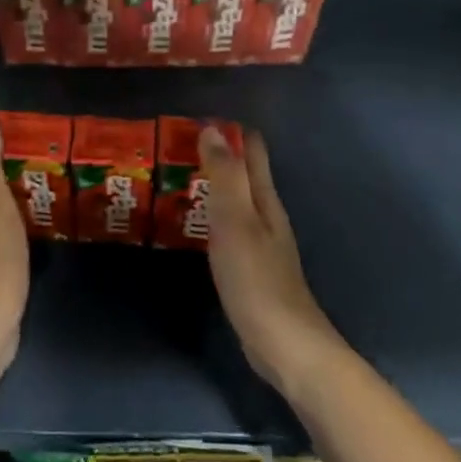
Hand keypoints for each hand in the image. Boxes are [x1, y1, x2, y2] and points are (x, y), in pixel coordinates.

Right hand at [200, 127, 344, 397]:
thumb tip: (212, 129)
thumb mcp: (235, 221)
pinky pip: (230, 227)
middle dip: (218, 155)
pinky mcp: (252, 267)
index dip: (229, 131)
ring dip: (214, 184)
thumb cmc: (256, 277)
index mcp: (265, 200)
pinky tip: (195, 223)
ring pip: (237, 200)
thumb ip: (225, 176)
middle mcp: (266, 215)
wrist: (283, 343)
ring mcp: (261, 243)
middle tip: (177, 144)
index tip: (196, 118)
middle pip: (245, 174)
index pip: (252, 151)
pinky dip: (212, 214)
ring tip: (179, 176)